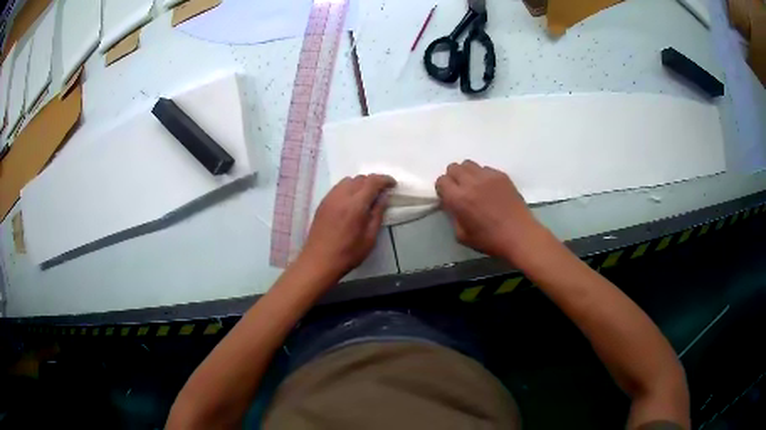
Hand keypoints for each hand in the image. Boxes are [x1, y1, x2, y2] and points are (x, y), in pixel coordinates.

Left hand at [299, 174, 395, 278]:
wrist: (319, 261)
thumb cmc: (348, 253)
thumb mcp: (369, 238)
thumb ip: (377, 214)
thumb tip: (383, 197)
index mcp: (355, 205)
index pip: (373, 182)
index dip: (385, 180)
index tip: (393, 184)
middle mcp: (341, 196)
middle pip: (360, 178)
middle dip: (373, 182)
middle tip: (381, 192)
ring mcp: (330, 198)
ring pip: (347, 181)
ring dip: (360, 184)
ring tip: (366, 196)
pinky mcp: (322, 203)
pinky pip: (338, 188)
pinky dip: (348, 188)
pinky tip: (351, 201)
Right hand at [436, 160, 541, 258]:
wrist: (519, 235)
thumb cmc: (490, 240)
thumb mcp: (462, 235)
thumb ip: (452, 216)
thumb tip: (451, 204)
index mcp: (458, 199)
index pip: (441, 180)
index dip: (443, 189)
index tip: (449, 198)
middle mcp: (471, 182)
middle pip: (453, 168)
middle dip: (453, 178)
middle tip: (460, 191)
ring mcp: (487, 176)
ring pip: (468, 164)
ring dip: (467, 174)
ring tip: (474, 187)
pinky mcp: (501, 175)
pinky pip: (485, 168)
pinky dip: (482, 176)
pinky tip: (490, 189)